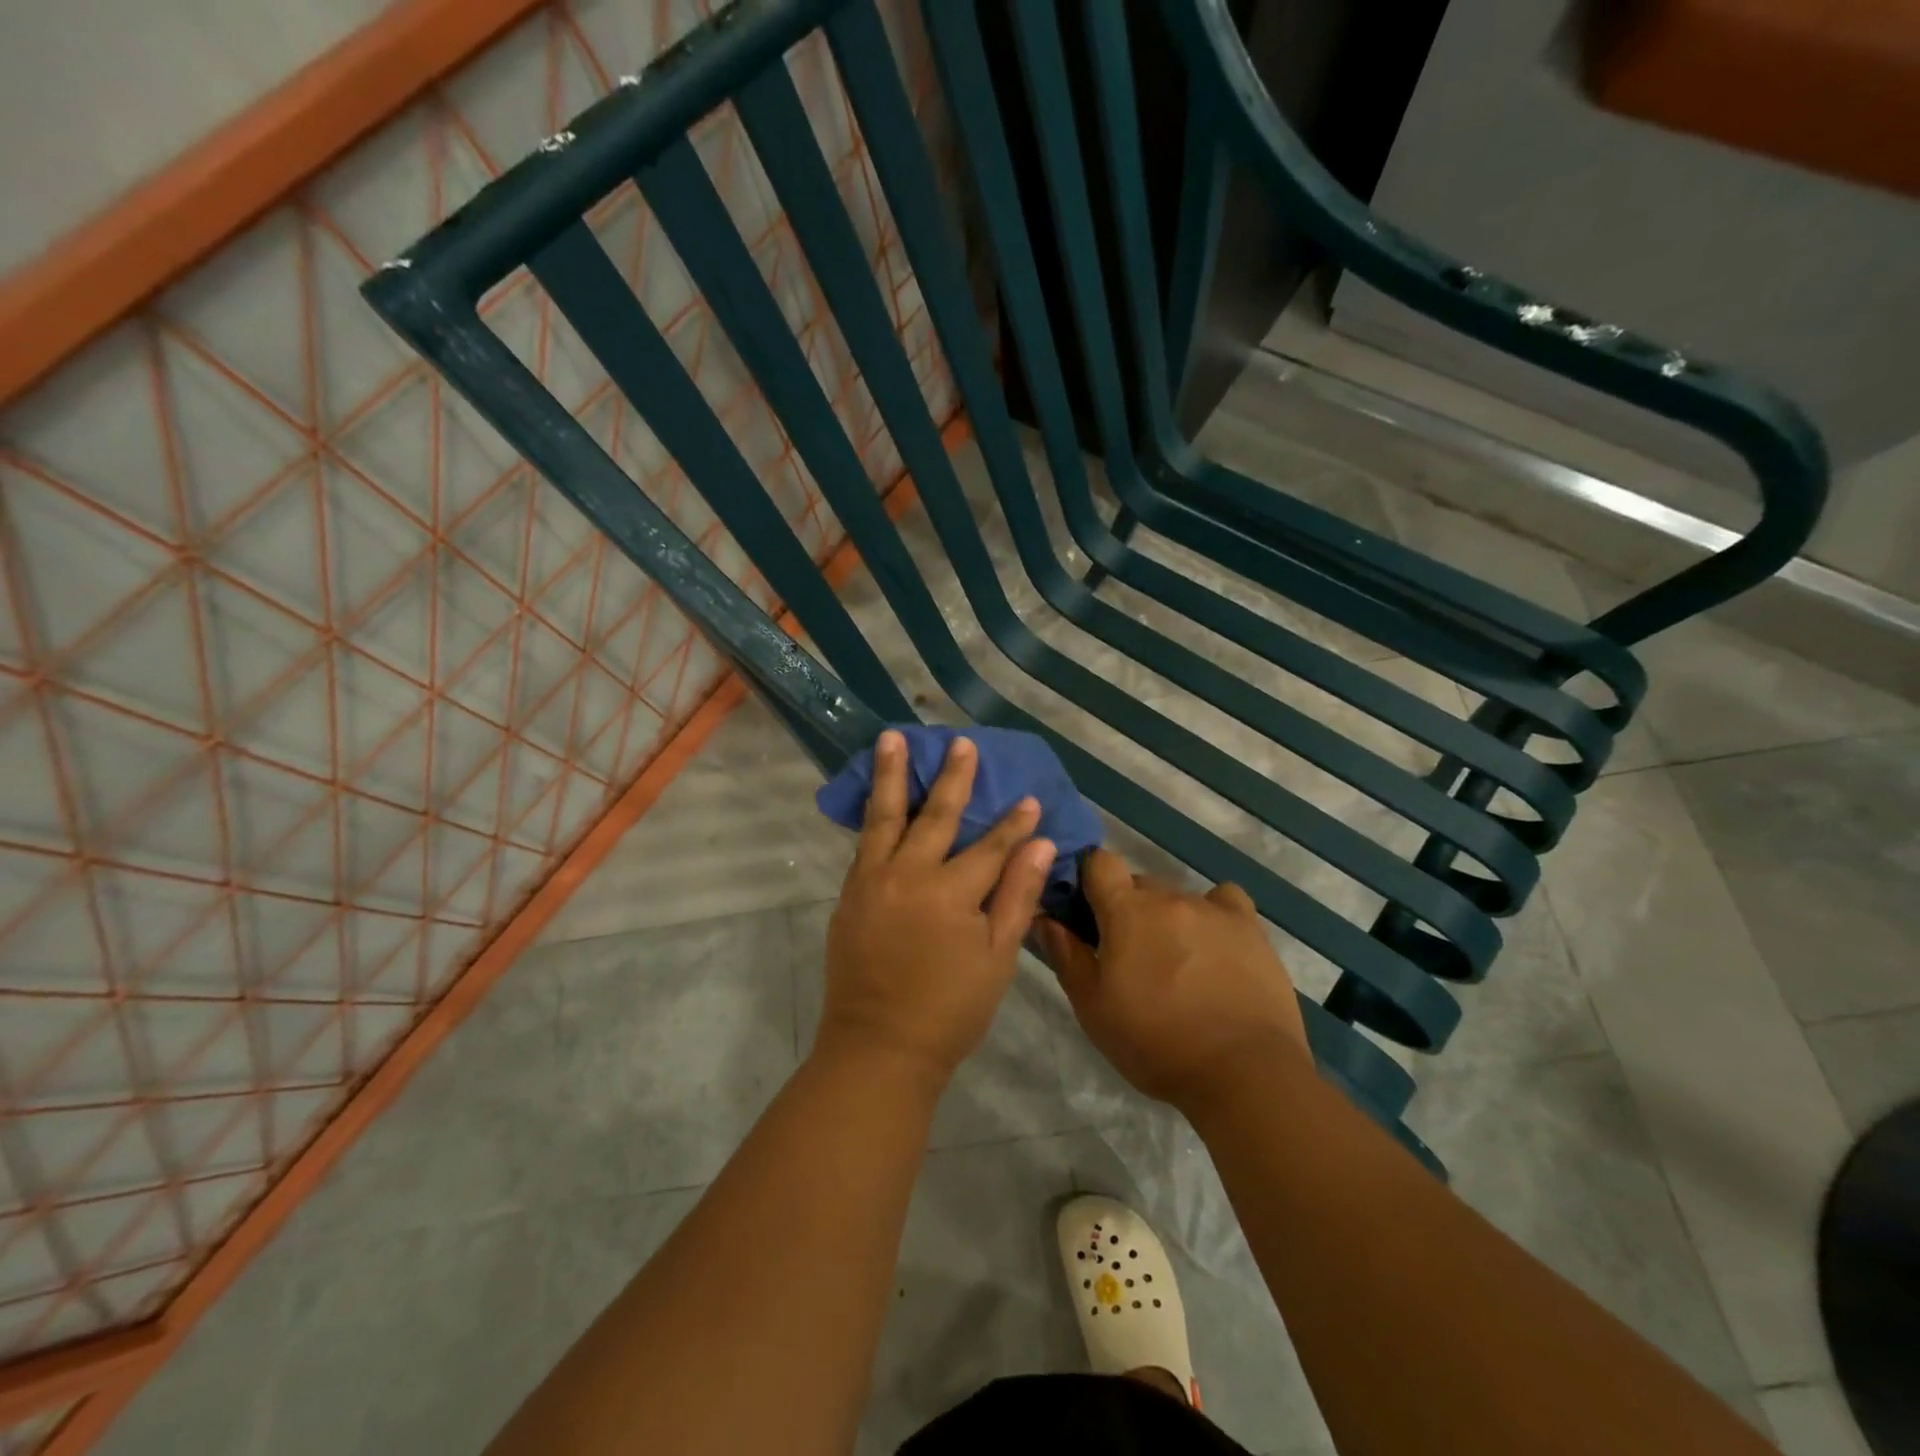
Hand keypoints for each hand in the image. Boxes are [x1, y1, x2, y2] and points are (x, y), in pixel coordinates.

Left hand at [819, 731, 1054, 1084]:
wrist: (878, 1047)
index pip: (992, 846)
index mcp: (951, 893)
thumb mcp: (996, 958)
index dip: (1014, 823)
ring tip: (891, 739)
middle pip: (936, 815)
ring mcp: (873, 881)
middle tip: (960, 743)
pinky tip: (876, 795)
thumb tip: (1042, 844)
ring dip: (891, 775)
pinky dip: (872, 814)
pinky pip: (864, 842)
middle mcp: (910, 875)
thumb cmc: (949, 1010)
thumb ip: (1016, 896)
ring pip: (886, 816)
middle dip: (953, 778)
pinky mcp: (850, 893)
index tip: (1030, 797)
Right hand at [1035, 849, 1308, 1114]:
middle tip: (1129, 954)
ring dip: (1169, 919)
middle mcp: (1169, 897)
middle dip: (1128, 910)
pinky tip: (1215, 946)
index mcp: (1126, 910)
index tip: (1086, 912)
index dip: (1089, 880)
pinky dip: (1214, 916)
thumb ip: (1066, 955)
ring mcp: (1214, 910)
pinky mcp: (1250, 928)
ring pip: (1178, 898)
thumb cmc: (1156, 1042)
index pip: (1099, 862)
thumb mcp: (1093, 1008)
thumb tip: (1045, 917)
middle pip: (1139, 884)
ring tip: (1177, 964)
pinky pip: (1225, 902)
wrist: (1243, 1071)